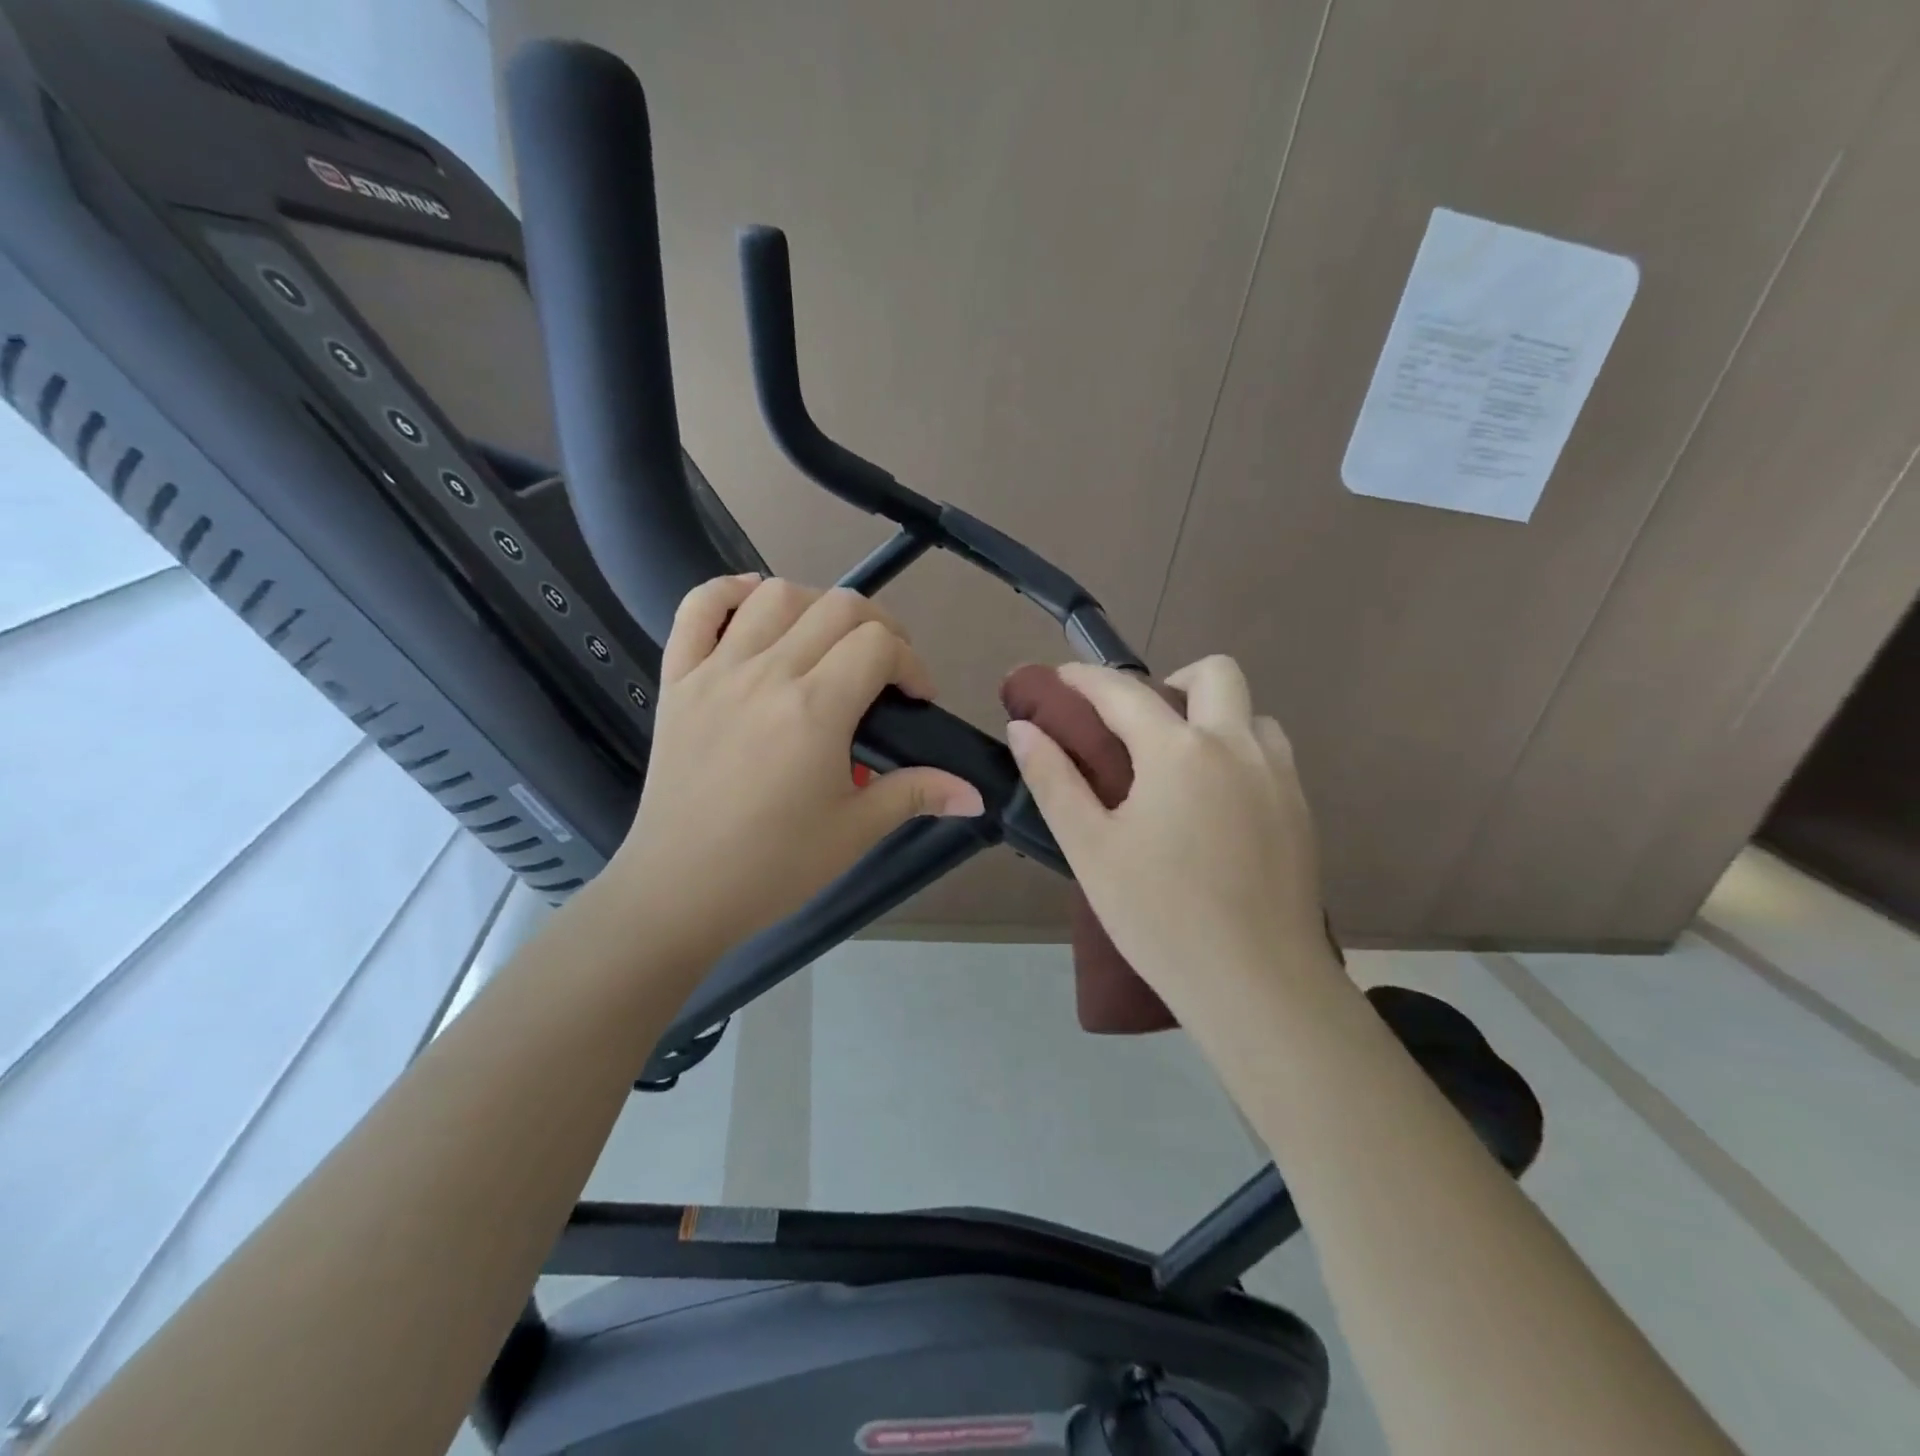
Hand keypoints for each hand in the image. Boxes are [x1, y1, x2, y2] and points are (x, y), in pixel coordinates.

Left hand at [607, 575, 984, 968]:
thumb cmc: (773, 866)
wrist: (679, 891)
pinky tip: (755, 601)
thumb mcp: (855, 831)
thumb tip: (975, 793)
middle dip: (879, 628)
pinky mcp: (677, 679)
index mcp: (816, 709)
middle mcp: (767, 674)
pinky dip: (728, 590)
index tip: (915, 701)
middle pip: (838, 607)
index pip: (880, 645)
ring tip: (828, 642)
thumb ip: (916, 794)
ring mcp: (716, 670)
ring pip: (775, 596)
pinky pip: (696, 608)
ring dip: (816, 605)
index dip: (912, 664)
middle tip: (884, 670)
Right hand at [1006, 657, 1329, 1022]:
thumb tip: (1023, 728)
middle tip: (1140, 726)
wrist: (1256, 984)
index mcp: (1179, 751)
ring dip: (1215, 717)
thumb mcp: (1089, 848)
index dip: (1085, 679)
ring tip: (1181, 766)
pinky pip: (1271, 755)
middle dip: (1173, 680)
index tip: (1060, 678)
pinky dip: (1239, 753)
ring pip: (1253, 714)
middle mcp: (1237, 747)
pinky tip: (1215, 804)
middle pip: (1215, 673)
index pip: (1123, 692)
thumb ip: (1053, 779)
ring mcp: (1279, 777)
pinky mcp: (1302, 811)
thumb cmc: (1158, 915)